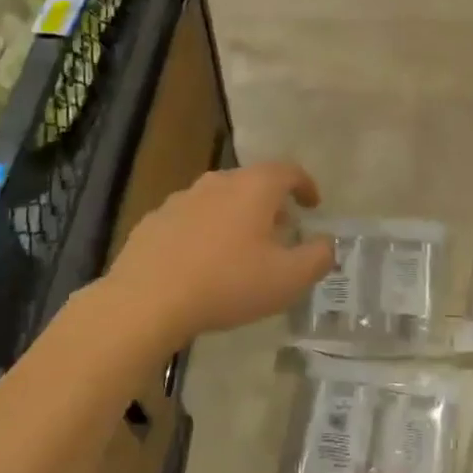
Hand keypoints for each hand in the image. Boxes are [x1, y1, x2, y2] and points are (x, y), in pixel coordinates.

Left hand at [108, 161, 334, 341]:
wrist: (145, 301)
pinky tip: (203, 263)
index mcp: (254, 188)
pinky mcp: (153, 221)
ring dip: (237, 217)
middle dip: (271, 204)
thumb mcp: (288, 279)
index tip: (313, 205)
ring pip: (220, 199)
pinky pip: (191, 219)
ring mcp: (181, 199)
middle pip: (252, 182)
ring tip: (242, 249)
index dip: (306, 185)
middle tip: (282, 231)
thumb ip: (318, 257)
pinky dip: (205, 232)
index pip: (288, 171)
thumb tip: (326, 244)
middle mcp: (218, 182)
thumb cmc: (227, 283)